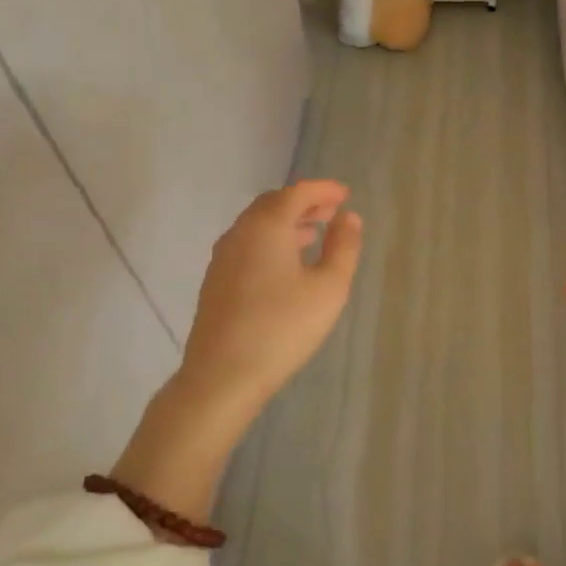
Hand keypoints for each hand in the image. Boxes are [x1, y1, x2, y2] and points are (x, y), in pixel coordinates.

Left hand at [180, 179, 362, 409]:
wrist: (222, 375)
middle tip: (331, 212)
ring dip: (287, 222)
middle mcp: (240, 233)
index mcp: (267, 226)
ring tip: (314, 234)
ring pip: (258, 226)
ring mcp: (223, 257)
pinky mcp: (216, 281)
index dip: (323, 189)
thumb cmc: (282, 327)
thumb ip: (343, 247)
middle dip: (304, 203)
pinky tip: (286, 265)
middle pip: (273, 204)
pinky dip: (271, 241)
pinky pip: (248, 245)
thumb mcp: (328, 288)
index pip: (297, 193)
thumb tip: (349, 218)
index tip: (345, 194)